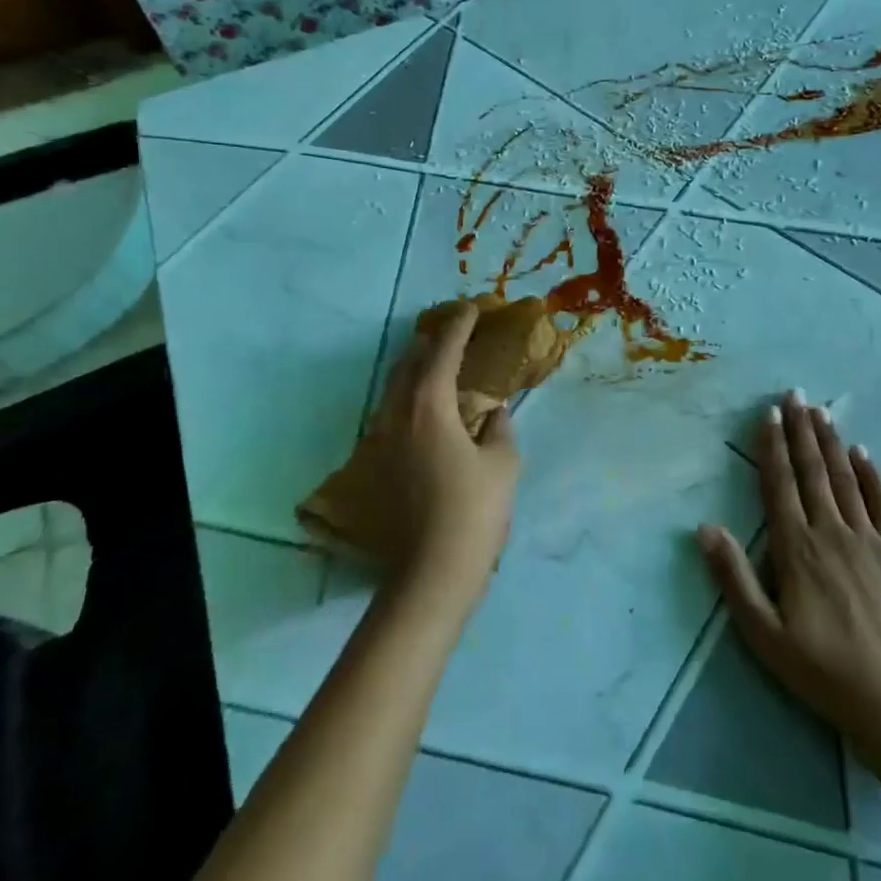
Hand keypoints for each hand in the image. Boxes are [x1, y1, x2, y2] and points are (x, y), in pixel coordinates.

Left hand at [365, 300, 519, 593]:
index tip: (471, 308)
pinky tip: (424, 409)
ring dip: (415, 369)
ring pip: (394, 389)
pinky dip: (409, 397)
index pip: (442, 353)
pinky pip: (391, 413)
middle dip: (429, 342)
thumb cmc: (475, 511)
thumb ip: (499, 428)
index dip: (458, 327)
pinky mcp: (377, 465)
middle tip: (452, 331)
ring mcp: (381, 441)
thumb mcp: (503, 464)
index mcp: (429, 408)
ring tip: (437, 363)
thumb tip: (494, 412)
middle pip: (408, 364)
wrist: (433, 571)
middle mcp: (397, 416)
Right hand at [698, 392, 880, 750]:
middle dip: (801, 431)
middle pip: (812, 472)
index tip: (769, 414)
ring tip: (821, 411)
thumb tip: (705, 527)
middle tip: (794, 394)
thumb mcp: (763, 633)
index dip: (773, 447)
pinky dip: (871, 475)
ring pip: (845, 480)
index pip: (780, 486)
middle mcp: (832, 534)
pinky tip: (862, 451)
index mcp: (796, 550)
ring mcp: (870, 541)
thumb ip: (733, 577)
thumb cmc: (820, 670)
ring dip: (830, 443)